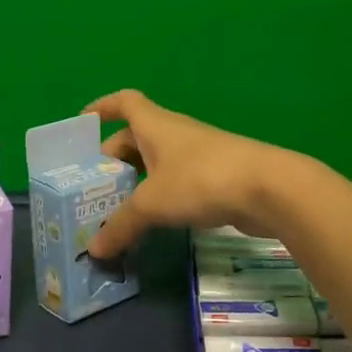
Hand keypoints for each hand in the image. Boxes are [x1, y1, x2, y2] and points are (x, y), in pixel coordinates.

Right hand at [85, 90, 300, 259]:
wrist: (268, 189)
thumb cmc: (200, 179)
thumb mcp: (151, 203)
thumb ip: (121, 225)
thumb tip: (95, 249)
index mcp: (155, 125)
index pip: (124, 102)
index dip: (102, 107)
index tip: (83, 123)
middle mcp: (174, 134)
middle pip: (135, 138)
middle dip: (113, 159)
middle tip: (93, 188)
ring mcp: (197, 155)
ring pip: (156, 163)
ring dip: (136, 181)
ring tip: (116, 209)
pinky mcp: (214, 178)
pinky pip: (176, 182)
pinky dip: (160, 197)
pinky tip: (153, 221)